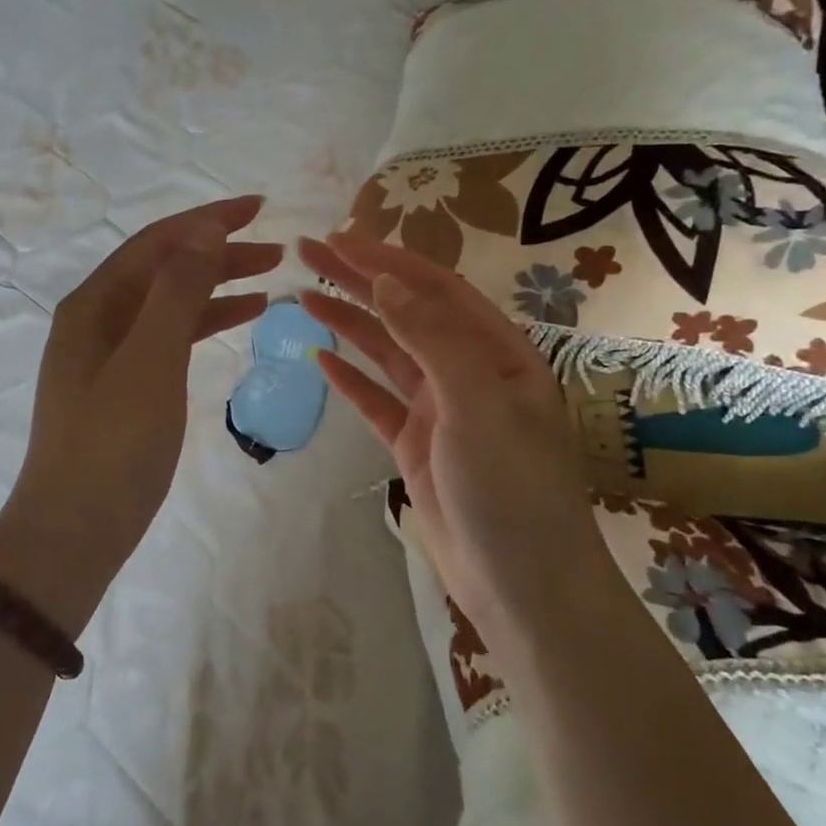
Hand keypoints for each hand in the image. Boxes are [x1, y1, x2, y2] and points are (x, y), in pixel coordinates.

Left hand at [0, 196, 280, 581]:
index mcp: (93, 304)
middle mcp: (96, 319)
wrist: (72, 532)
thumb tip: (203, 230)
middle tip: (277, 249)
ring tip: (270, 279)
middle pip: (163, 269)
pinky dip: (203, 324)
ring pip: (169, 304)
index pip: (157, 243)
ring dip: (216, 286)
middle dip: (218, 252)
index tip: (260, 207)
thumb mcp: (149, 361)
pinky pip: (169, 338)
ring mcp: (108, 355)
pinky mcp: (123, 387)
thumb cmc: (111, 446)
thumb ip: (176, 292)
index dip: (208, 220)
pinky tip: (237, 320)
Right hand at [299, 232, 609, 643]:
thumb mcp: (477, 404)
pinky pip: (376, 400)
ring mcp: (440, 410)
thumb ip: (432, 338)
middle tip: (307, 252)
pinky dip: (349, 378)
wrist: (523, 586)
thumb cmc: (512, 489)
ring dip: (347, 321)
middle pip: (404, 312)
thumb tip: (386, 279)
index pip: (434, 288)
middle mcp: (468, 372)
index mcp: (496, 352)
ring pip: (386, 352)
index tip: (337, 239)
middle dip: (358, 279)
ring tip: (303, 295)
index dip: (385, 260)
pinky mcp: (415, 445)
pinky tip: (320, 357)